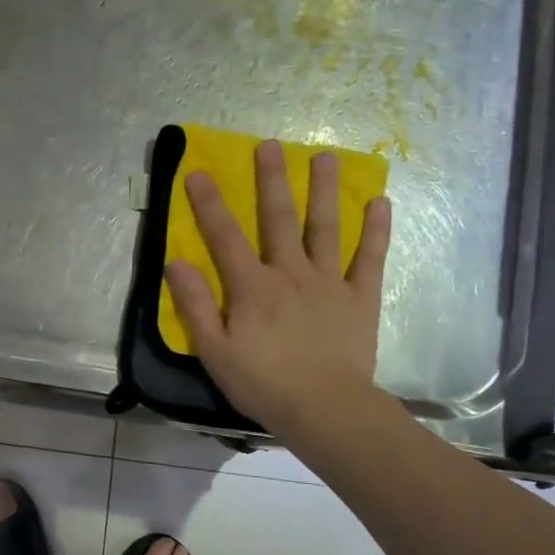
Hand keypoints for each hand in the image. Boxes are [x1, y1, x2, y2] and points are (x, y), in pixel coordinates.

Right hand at [165, 143, 391, 445]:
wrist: (325, 409)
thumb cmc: (262, 383)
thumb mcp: (214, 350)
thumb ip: (194, 305)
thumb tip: (176, 262)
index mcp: (251, 286)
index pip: (224, 236)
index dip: (209, 203)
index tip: (199, 171)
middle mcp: (290, 272)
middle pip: (279, 218)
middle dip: (271, 180)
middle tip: (269, 145)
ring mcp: (329, 282)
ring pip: (326, 227)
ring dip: (325, 190)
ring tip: (325, 156)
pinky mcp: (360, 297)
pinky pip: (368, 258)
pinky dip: (374, 230)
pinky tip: (379, 203)